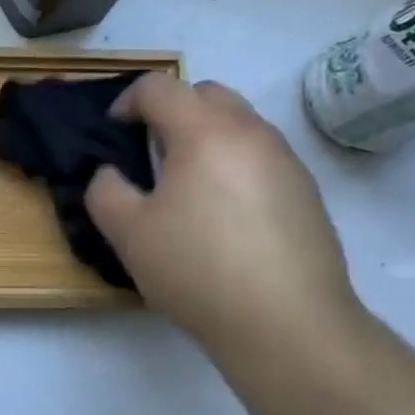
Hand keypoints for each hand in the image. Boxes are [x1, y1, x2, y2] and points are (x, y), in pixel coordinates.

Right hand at [85, 74, 360, 353]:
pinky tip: (226, 215)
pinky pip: (262, 155)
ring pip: (239, 123)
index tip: (116, 130)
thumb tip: (112, 175)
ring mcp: (286, 161)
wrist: (291, 327)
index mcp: (204, 132)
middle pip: (206, 93)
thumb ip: (106, 191)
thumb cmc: (199, 271)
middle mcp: (250, 133)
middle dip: (173, 109)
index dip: (128, 100)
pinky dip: (236, 163)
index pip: (160, 87)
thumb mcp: (129, 234)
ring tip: (189, 184)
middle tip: (153, 150)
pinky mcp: (308, 192)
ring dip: (208, 135)